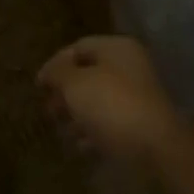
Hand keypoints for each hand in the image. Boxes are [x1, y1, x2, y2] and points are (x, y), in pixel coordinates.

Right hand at [38, 35, 189, 165]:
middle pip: (88, 75)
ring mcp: (137, 96)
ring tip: (64, 131)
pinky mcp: (140, 123)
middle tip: (50, 111)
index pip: (79, 47)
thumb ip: (57, 73)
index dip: (54, 64)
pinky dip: (94, 132)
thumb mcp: (74, 83)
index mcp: (117, 49)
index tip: (38, 86)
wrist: (155, 146)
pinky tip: (83, 145)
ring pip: (98, 101)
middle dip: (65, 93)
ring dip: (77, 115)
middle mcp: (130, 67)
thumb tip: (50, 72)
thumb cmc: (110, 105)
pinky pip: (111, 123)